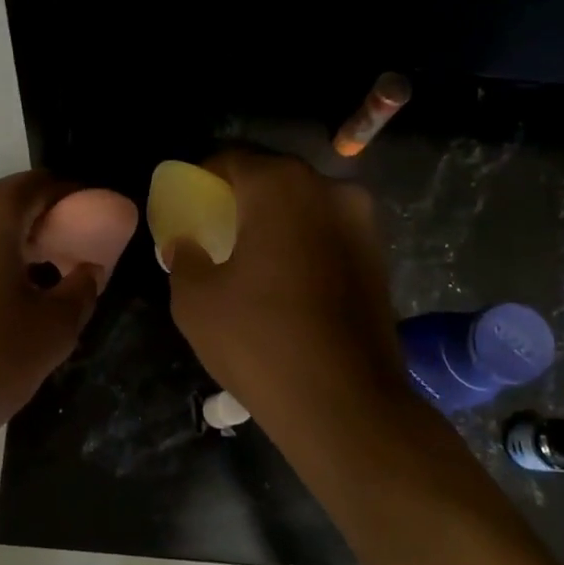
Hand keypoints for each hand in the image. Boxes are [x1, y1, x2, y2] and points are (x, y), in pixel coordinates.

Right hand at [167, 152, 409, 437]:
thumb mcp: (195, 300)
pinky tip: (284, 280)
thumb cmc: (260, 341)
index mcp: (281, 187)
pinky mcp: (379, 257)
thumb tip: (185, 243)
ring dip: (274, 220)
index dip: (201, 177)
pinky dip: (302, 242)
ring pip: (304, 206)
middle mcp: (330, 190)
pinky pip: (327, 233)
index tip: (185, 205)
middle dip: (239, 197)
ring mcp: (363, 223)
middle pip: (272, 179)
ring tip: (249, 257)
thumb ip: (184, 256)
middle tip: (212, 230)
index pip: (231, 159)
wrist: (346, 405)